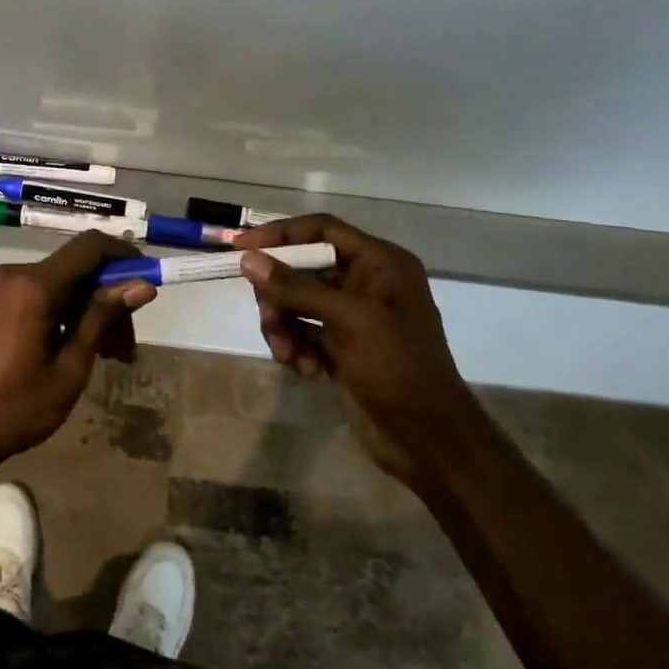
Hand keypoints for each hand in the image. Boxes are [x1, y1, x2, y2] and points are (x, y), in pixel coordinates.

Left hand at [0, 231, 156, 471]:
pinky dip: (61, 312)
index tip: (147, 281)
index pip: (90, 248)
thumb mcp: (69, 368)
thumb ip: (102, 319)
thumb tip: (142, 286)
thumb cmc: (13, 409)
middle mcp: (13, 273)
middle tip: (126, 348)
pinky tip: (72, 347)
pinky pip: (35, 293)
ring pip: (58, 284)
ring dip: (86, 310)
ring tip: (106, 356)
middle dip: (108, 300)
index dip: (124, 256)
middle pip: (76, 270)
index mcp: (33, 286)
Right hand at [236, 215, 472, 485]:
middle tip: (268, 317)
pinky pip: (301, 332)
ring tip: (287, 353)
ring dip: (284, 326)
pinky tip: (306, 370)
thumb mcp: (348, 319)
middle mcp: (366, 283)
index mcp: (380, 263)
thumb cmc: (396, 366)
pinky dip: (296, 348)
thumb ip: (296, 287)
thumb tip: (249, 260)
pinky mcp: (340, 347)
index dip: (281, 234)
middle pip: (302, 269)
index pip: (322, 230)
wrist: (427, 439)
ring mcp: (352, 317)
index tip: (241, 246)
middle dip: (280, 294)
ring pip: (296, 303)